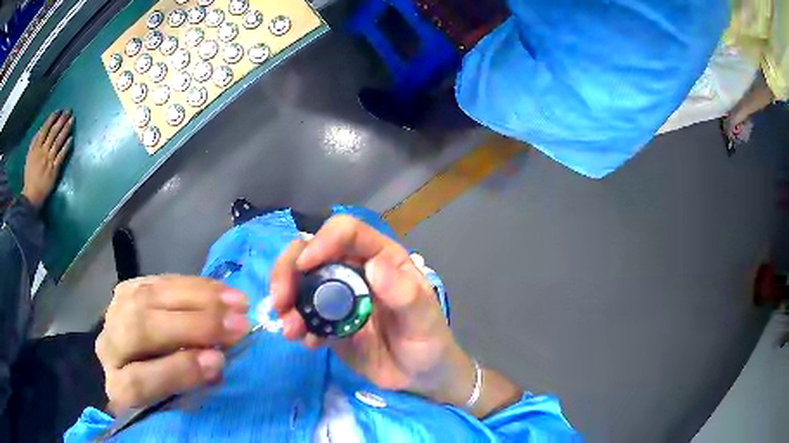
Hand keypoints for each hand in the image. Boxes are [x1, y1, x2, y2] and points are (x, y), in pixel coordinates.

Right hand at [22, 110, 73, 208]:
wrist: (31, 197)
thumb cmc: (30, 176)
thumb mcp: (29, 156)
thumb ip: (35, 142)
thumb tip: (42, 128)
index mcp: (35, 148)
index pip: (45, 129)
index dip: (52, 118)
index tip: (59, 110)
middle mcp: (42, 152)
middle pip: (53, 132)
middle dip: (61, 120)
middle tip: (69, 110)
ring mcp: (48, 161)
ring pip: (58, 141)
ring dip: (66, 129)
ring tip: (72, 120)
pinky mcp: (54, 171)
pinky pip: (61, 156)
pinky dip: (66, 146)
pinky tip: (71, 138)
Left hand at [95, 276, 249, 414]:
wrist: (130, 361)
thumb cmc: (159, 391)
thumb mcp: (174, 402)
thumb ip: (189, 383)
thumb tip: (215, 358)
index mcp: (117, 387)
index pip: (137, 382)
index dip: (176, 371)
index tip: (218, 361)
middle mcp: (108, 346)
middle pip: (141, 328)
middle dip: (193, 326)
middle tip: (238, 325)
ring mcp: (115, 311)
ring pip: (150, 297)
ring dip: (199, 297)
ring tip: (237, 302)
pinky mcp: (128, 288)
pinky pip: (159, 281)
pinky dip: (194, 285)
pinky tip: (220, 289)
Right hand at [270, 215, 475, 406]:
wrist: (420, 377)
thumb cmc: (429, 342)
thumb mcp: (424, 320)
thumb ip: (405, 295)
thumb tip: (374, 265)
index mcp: (381, 258)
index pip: (346, 232)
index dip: (322, 241)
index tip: (305, 266)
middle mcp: (355, 271)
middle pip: (311, 252)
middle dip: (288, 271)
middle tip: (280, 301)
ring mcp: (338, 297)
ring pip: (300, 282)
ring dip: (286, 301)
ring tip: (290, 330)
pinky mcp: (328, 323)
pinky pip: (303, 314)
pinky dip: (296, 324)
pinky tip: (306, 342)